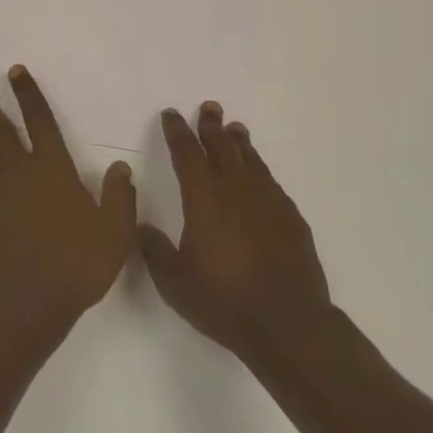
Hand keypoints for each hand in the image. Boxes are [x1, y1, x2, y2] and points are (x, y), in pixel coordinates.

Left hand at [0, 66, 136, 340]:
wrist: (27, 303)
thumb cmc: (76, 265)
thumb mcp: (115, 233)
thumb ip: (120, 197)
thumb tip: (120, 167)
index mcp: (54, 169)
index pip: (40, 121)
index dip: (28, 94)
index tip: (15, 72)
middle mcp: (20, 171)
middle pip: (2, 130)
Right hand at [140, 102, 331, 362]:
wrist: (289, 325)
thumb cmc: (225, 301)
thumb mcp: (175, 282)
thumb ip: (154, 251)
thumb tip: (140, 227)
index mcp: (205, 199)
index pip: (188, 154)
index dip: (178, 132)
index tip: (172, 115)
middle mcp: (236, 191)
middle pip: (222, 148)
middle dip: (212, 127)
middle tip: (210, 107)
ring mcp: (268, 202)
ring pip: (251, 161)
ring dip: (240, 143)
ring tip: (235, 129)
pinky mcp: (291, 219)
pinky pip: (271, 183)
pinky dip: (261, 171)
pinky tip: (260, 175)